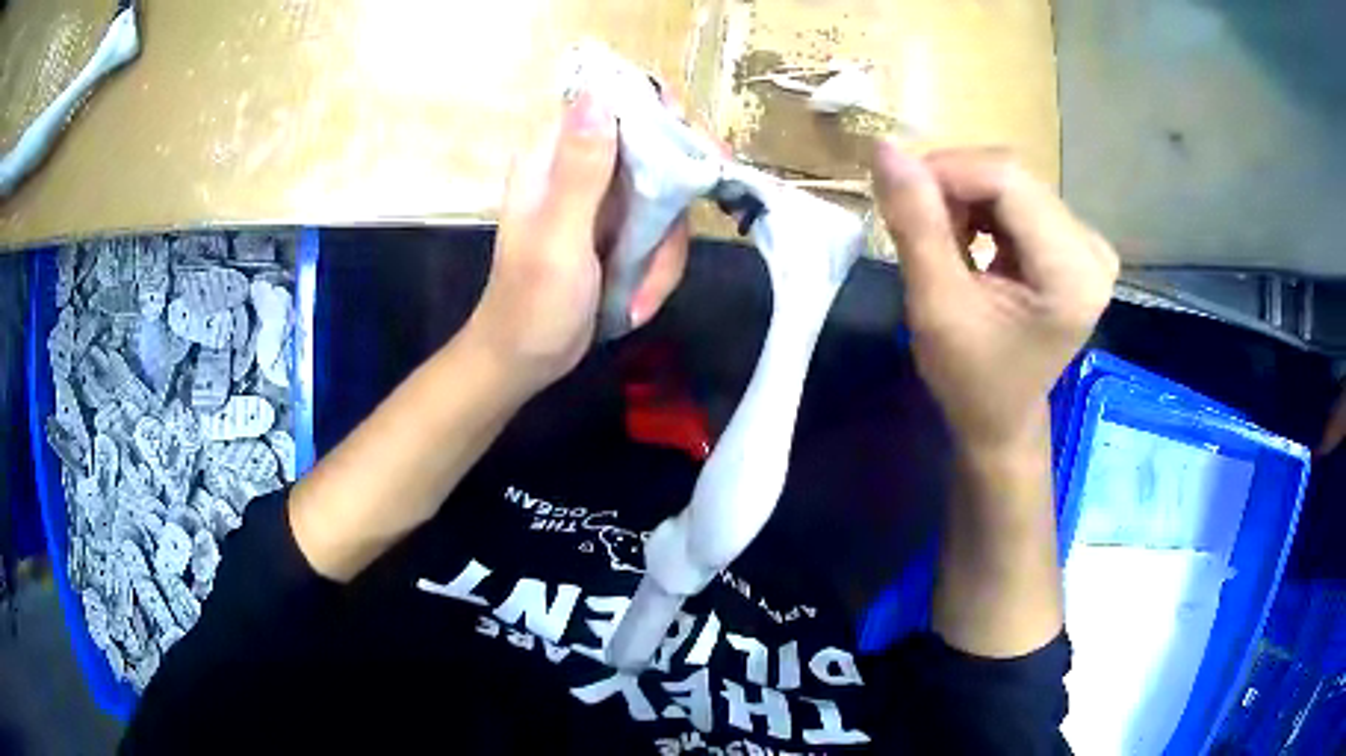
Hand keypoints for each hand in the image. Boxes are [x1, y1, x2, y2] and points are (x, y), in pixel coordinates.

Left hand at [466, 92, 689, 396]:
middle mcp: (578, 167)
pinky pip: (660, 230)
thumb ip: (581, 170)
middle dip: (681, 184)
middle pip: (651, 145)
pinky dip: (659, 266)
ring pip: (663, 195)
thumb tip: (598, 94)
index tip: (698, 144)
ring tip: (641, 294)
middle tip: (712, 198)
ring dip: (665, 248)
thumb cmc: (532, 304)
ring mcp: (601, 200)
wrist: (526, 361)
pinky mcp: (617, 229)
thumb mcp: (559, 238)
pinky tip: (637, 301)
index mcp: (552, 156)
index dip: (658, 110)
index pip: (610, 103)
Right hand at [873, 144, 1118, 454]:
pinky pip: (1018, 196)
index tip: (899, 195)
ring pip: (1011, 181)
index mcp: (1073, 274)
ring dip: (964, 198)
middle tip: (918, 226)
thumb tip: (885, 147)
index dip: (946, 171)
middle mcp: (1092, 249)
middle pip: (1011, 175)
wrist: (1001, 419)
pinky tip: (967, 241)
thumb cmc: (970, 379)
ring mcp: (1087, 244)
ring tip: (943, 242)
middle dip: (953, 187)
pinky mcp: (1075, 242)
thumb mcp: (936, 306)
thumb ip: (915, 224)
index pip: (1007, 179)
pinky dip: (980, 208)